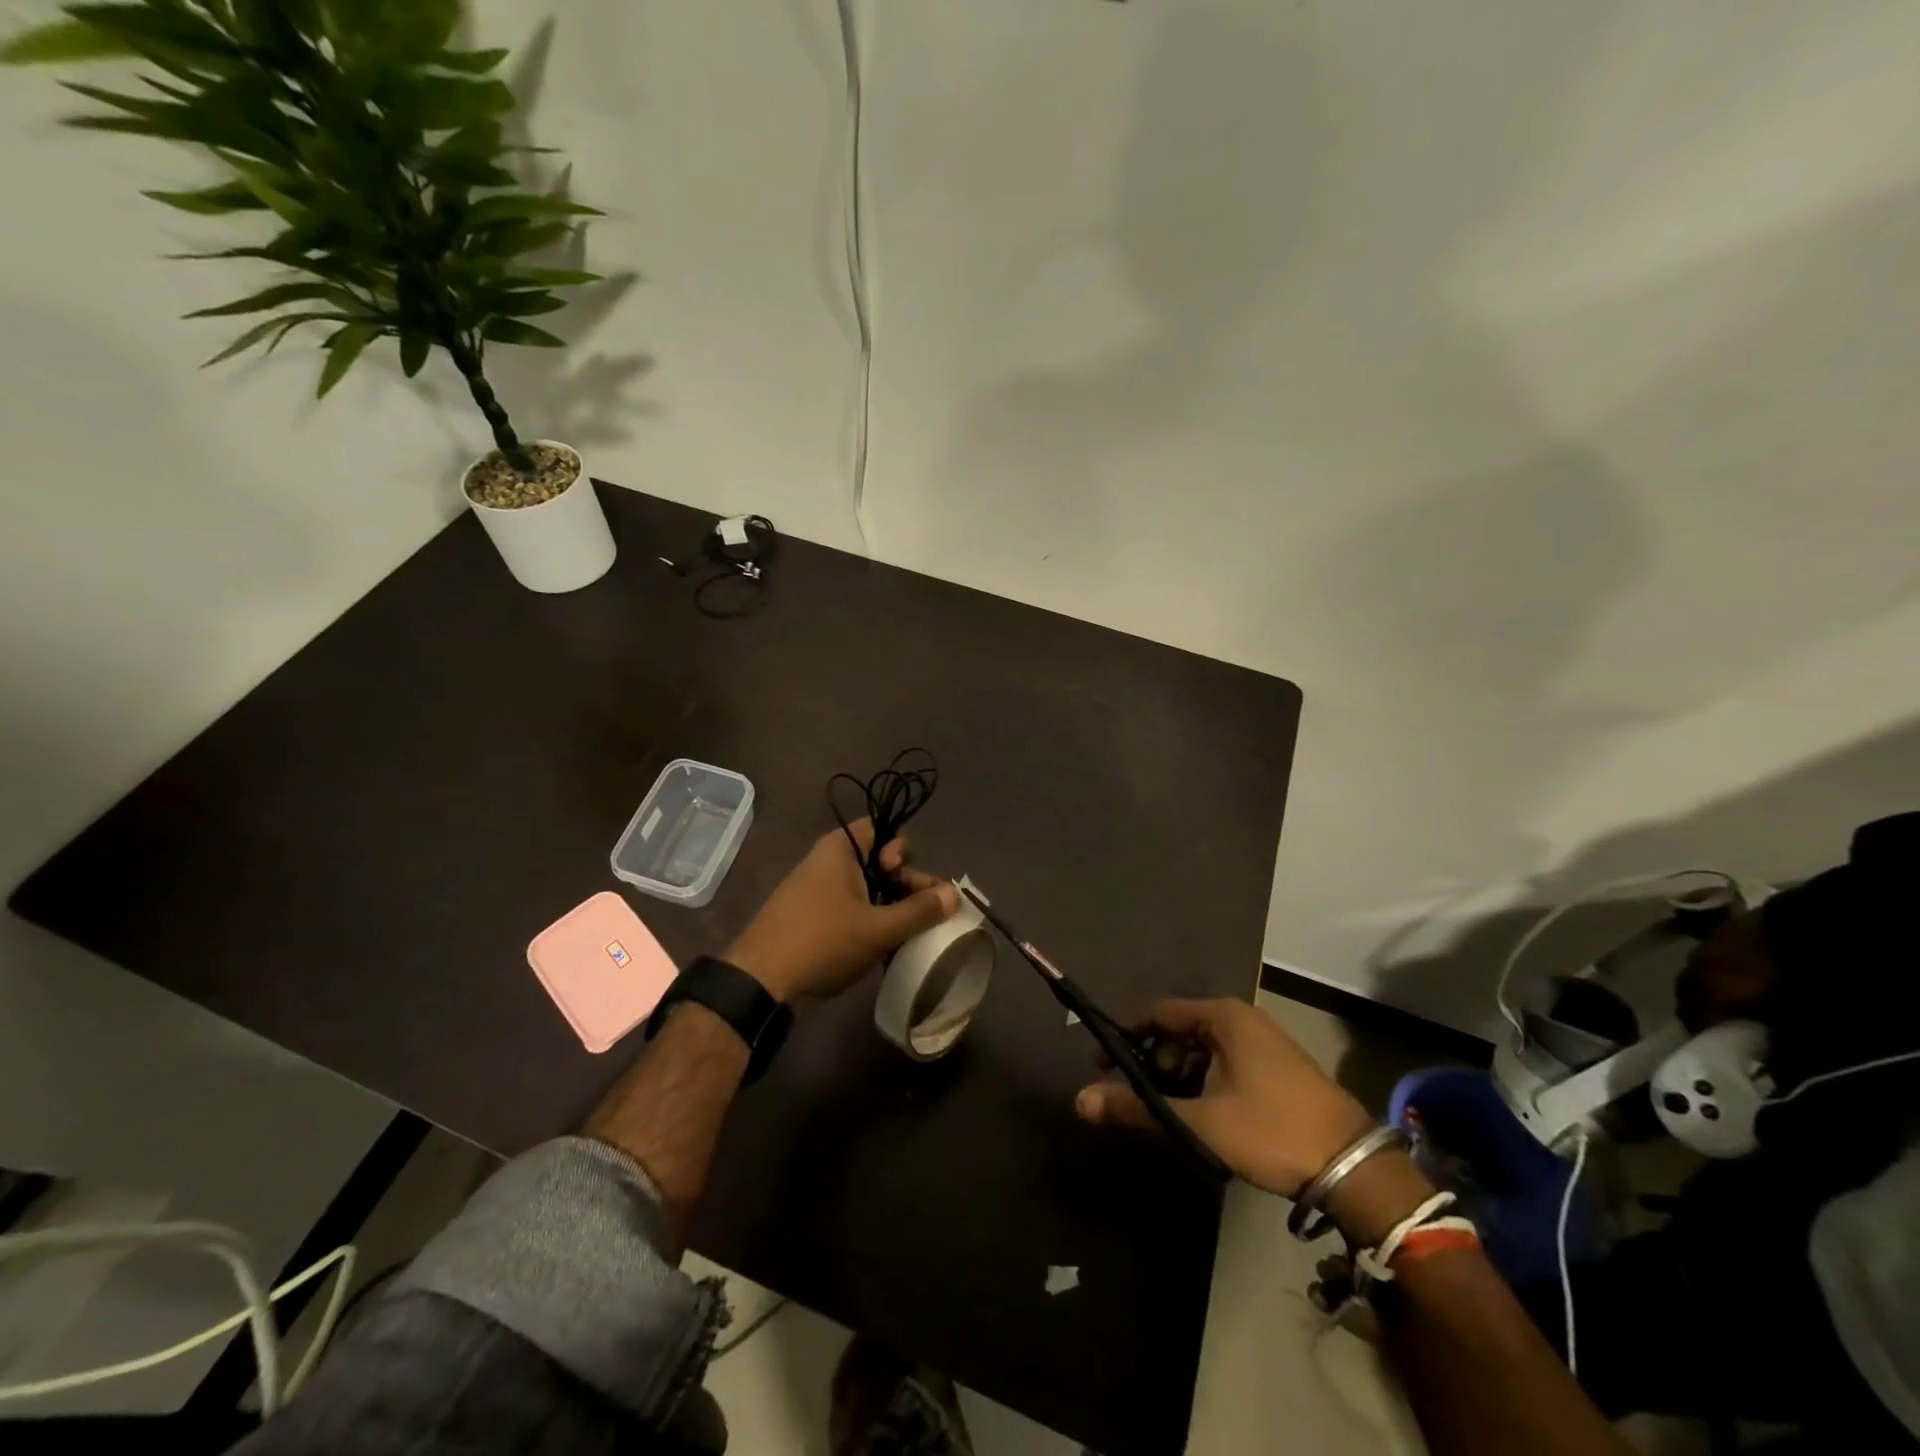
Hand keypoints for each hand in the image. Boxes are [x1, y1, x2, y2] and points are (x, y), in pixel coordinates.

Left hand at [725, 819, 958, 1003]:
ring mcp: (816, 891)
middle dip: (904, 883)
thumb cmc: (822, 942)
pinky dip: (870, 920)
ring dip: (890, 907)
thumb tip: (955, 894)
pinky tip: (884, 946)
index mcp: (840, 850)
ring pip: (866, 888)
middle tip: (923, 913)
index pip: (880, 829)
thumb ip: (919, 910)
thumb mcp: (878, 928)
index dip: (899, 849)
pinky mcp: (811, 917)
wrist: (760, 982)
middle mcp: (827, 862)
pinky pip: (850, 907)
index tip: (902, 877)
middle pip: (878, 860)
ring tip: (909, 935)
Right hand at [1073, 998, 1372, 1197]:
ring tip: (1172, 1112)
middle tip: (1140, 1097)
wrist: (1354, 1168)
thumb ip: (1138, 1108)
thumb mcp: (1199, 1122)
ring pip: (1203, 1049)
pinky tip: (1205, 1114)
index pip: (1158, 1013)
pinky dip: (1206, 1081)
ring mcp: (1264, 1040)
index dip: (1126, 1035)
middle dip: (1155, 1063)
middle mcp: (1242, 1018)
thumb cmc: (1270, 1132)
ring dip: (1181, 1076)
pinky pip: (1226, 1061)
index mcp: (1223, 1017)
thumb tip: (1080, 1101)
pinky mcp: (1278, 1065)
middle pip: (1180, 1031)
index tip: (1101, 1063)